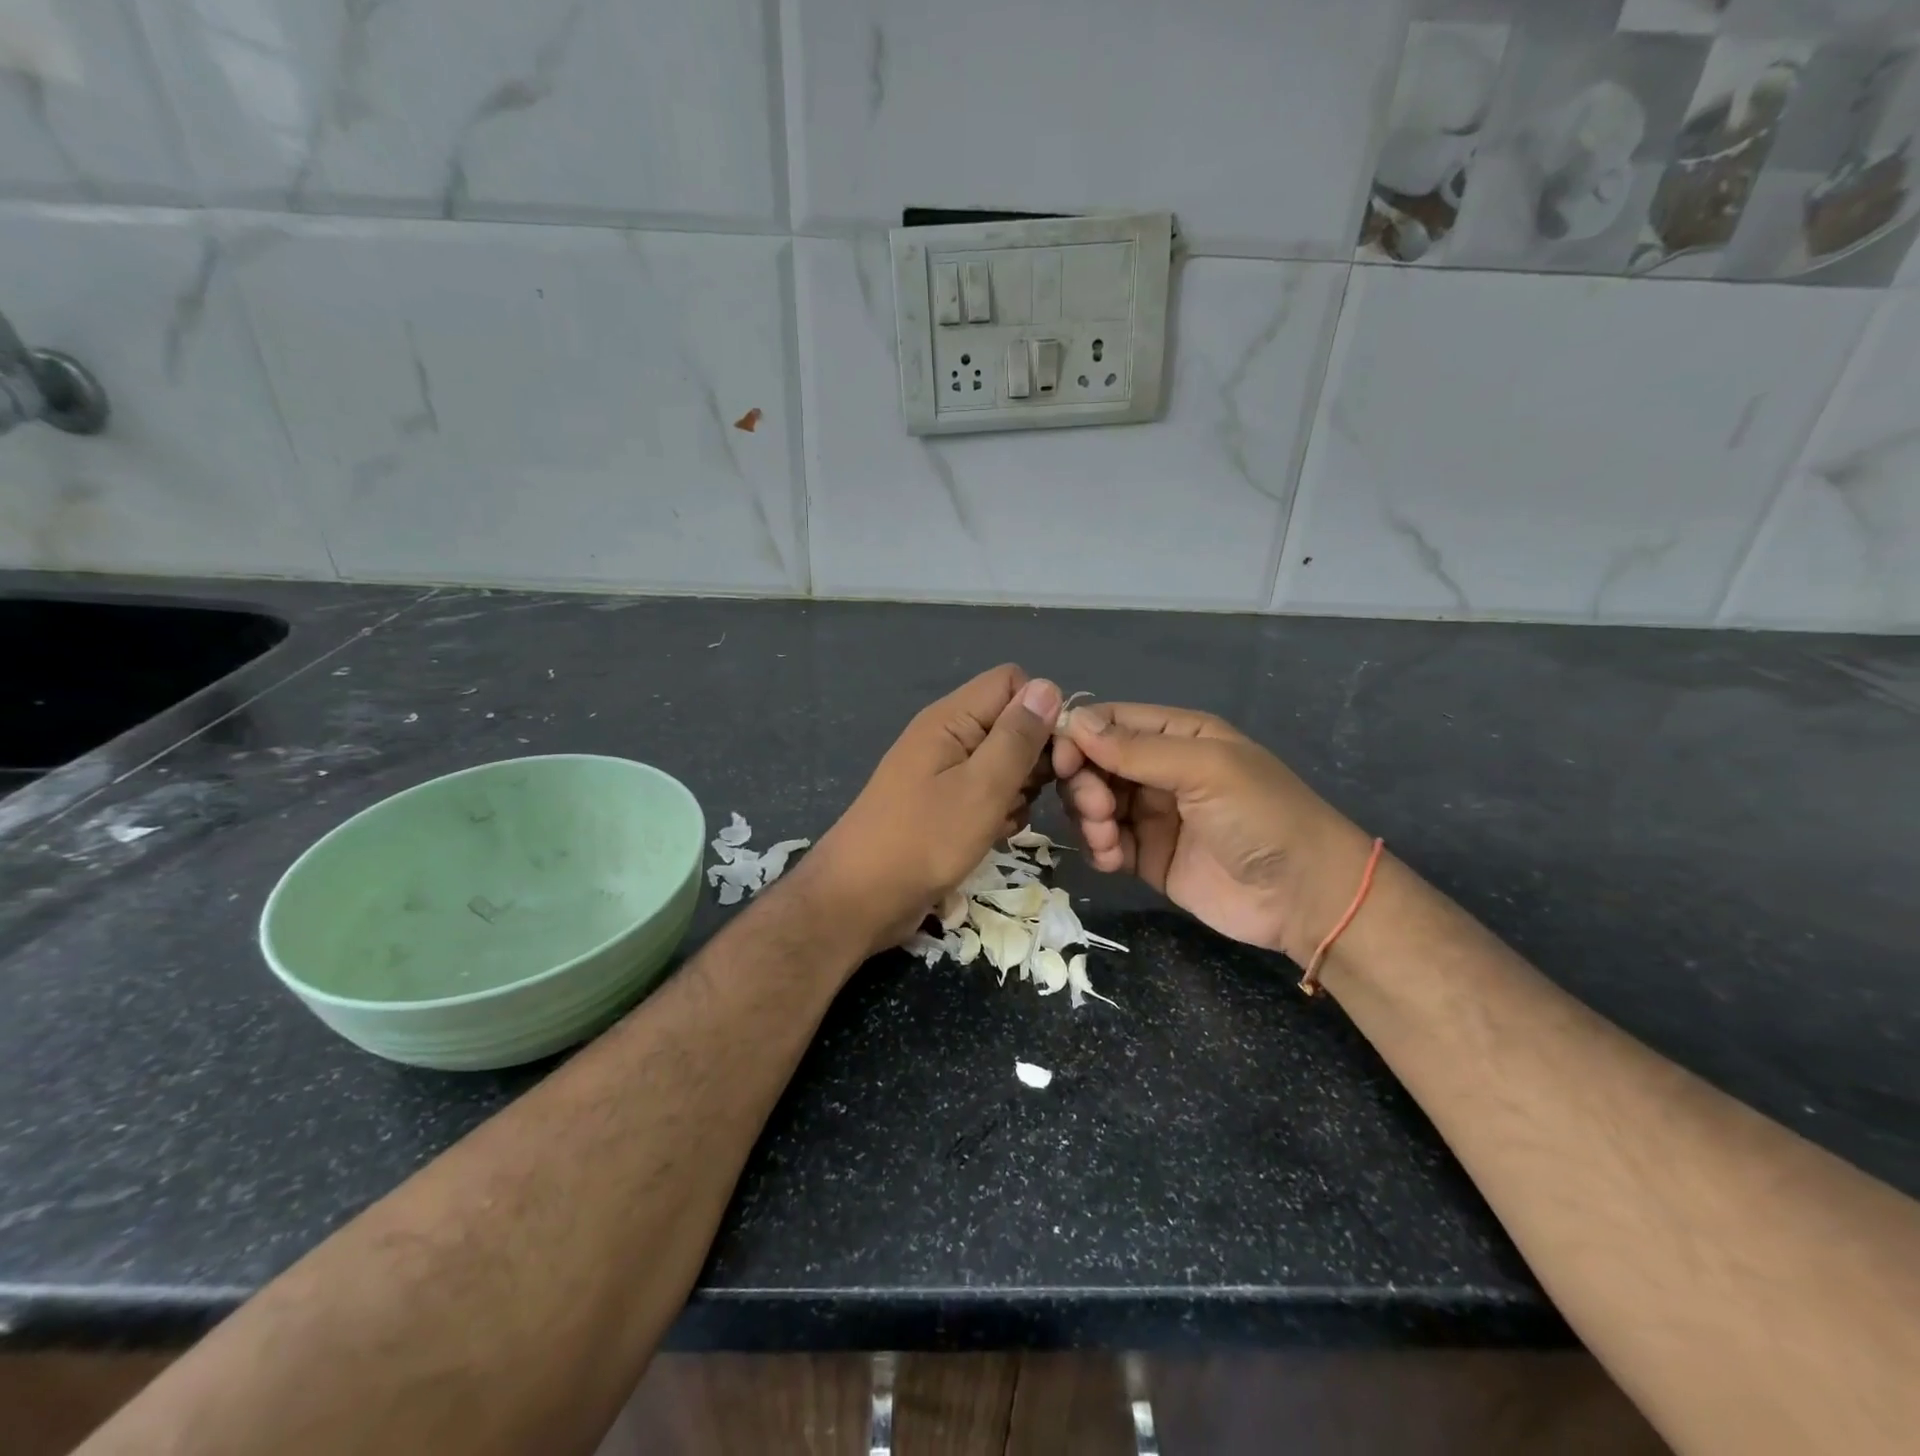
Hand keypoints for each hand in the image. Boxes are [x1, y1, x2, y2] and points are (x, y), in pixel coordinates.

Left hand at [808, 666, 1061, 957]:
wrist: (861, 898)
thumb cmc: (923, 840)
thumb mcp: (982, 787)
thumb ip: (1017, 738)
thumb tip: (1048, 686)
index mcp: (952, 718)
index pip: (1013, 683)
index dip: (1042, 712)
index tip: (1058, 757)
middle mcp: (949, 736)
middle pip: (1012, 724)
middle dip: (1036, 759)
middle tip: (1038, 797)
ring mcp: (944, 771)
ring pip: (1005, 763)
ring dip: (1019, 791)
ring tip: (1006, 821)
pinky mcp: (944, 803)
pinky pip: (988, 793)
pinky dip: (999, 812)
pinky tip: (995, 835)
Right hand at [1052, 703, 1374, 964]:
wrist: (1304, 897)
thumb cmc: (1261, 816)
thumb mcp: (1204, 769)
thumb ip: (1137, 749)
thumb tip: (1073, 722)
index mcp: (1176, 735)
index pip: (1108, 723)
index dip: (1077, 738)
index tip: (1060, 762)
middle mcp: (1158, 769)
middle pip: (1093, 764)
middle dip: (1083, 784)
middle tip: (1098, 809)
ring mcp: (1151, 814)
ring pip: (1092, 803)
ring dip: (1088, 818)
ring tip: (1109, 839)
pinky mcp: (1147, 855)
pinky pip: (1104, 843)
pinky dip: (1099, 848)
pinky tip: (1112, 860)